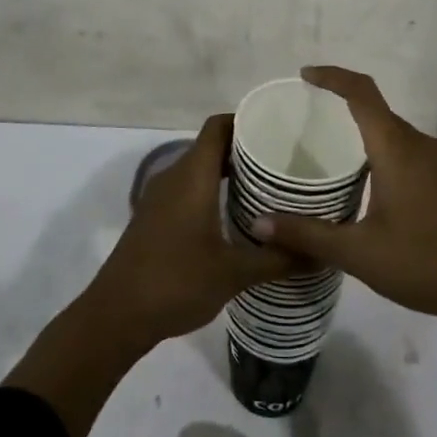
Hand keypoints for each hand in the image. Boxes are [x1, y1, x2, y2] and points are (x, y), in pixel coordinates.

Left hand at [6, 114, 296, 436]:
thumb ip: (277, 258)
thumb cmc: (176, 282)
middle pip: (210, 145)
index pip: (218, 126)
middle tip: (283, 163)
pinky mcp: (153, 216)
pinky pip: (187, 188)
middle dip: (244, 149)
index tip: (278, 130)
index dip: (245, 120)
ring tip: (266, 188)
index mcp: (191, 176)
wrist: (116, 315)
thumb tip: (320, 251)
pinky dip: (211, 190)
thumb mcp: (233, 273)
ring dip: (227, 172)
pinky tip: (234, 216)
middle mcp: (173, 176)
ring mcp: (159, 197)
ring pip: (198, 168)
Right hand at [251, 67, 436, 420]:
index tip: (306, 76)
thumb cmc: (424, 263)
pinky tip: (394, 185)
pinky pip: (422, 157)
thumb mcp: (357, 253)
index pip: (361, 93)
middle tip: (313, 127)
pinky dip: (400, 159)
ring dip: (373, 138)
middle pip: (379, 113)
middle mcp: (422, 145)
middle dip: (345, 111)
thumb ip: (306, 234)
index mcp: (395, 148)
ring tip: (346, 159)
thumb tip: (258, 224)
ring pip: (401, 136)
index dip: (332, 77)